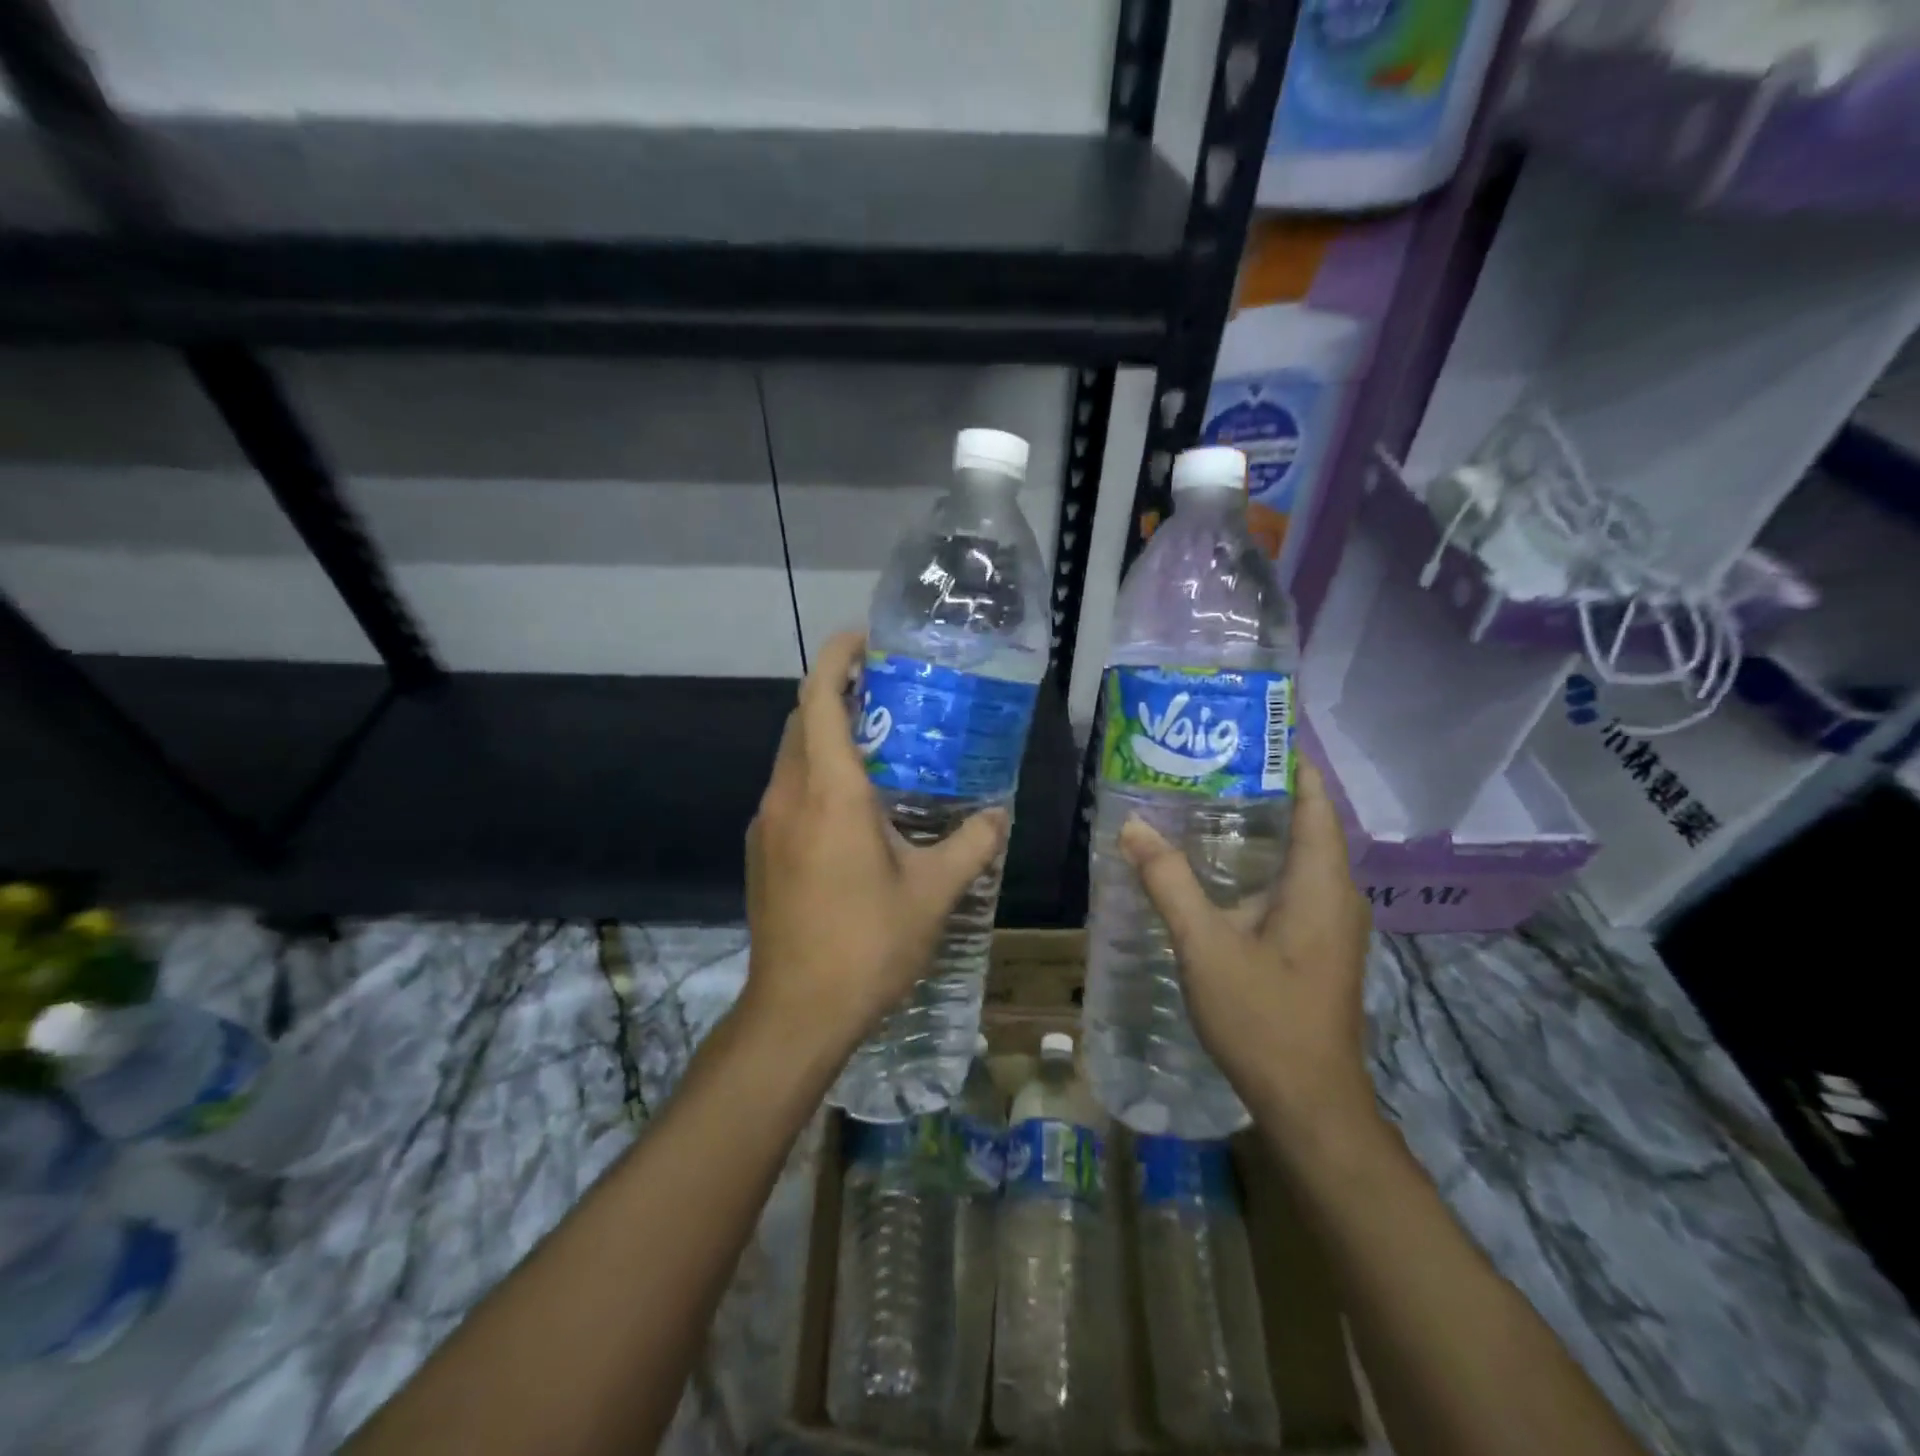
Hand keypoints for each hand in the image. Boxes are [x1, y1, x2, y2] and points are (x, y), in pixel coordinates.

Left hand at [743, 631, 1009, 1051]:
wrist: (796, 1011)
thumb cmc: (867, 943)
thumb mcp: (933, 892)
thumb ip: (972, 845)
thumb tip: (998, 816)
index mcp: (830, 791)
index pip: (820, 698)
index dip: (837, 658)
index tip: (865, 640)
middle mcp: (787, 795)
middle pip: (802, 720)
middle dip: (837, 693)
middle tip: (887, 693)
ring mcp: (767, 823)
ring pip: (792, 756)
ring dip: (826, 736)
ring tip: (877, 746)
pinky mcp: (762, 851)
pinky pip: (787, 790)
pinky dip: (815, 774)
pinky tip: (852, 808)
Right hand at [1118, 758, 1375, 1139]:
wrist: (1310, 1104)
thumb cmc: (1264, 1018)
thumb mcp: (1206, 945)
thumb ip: (1169, 882)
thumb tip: (1134, 826)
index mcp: (1322, 885)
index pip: (1315, 802)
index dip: (1290, 762)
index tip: (1251, 731)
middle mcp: (1336, 896)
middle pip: (1307, 824)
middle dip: (1264, 790)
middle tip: (1207, 764)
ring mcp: (1330, 925)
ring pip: (1298, 858)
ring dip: (1260, 829)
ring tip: (1204, 803)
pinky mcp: (1318, 947)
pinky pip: (1292, 886)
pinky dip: (1259, 864)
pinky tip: (1216, 869)